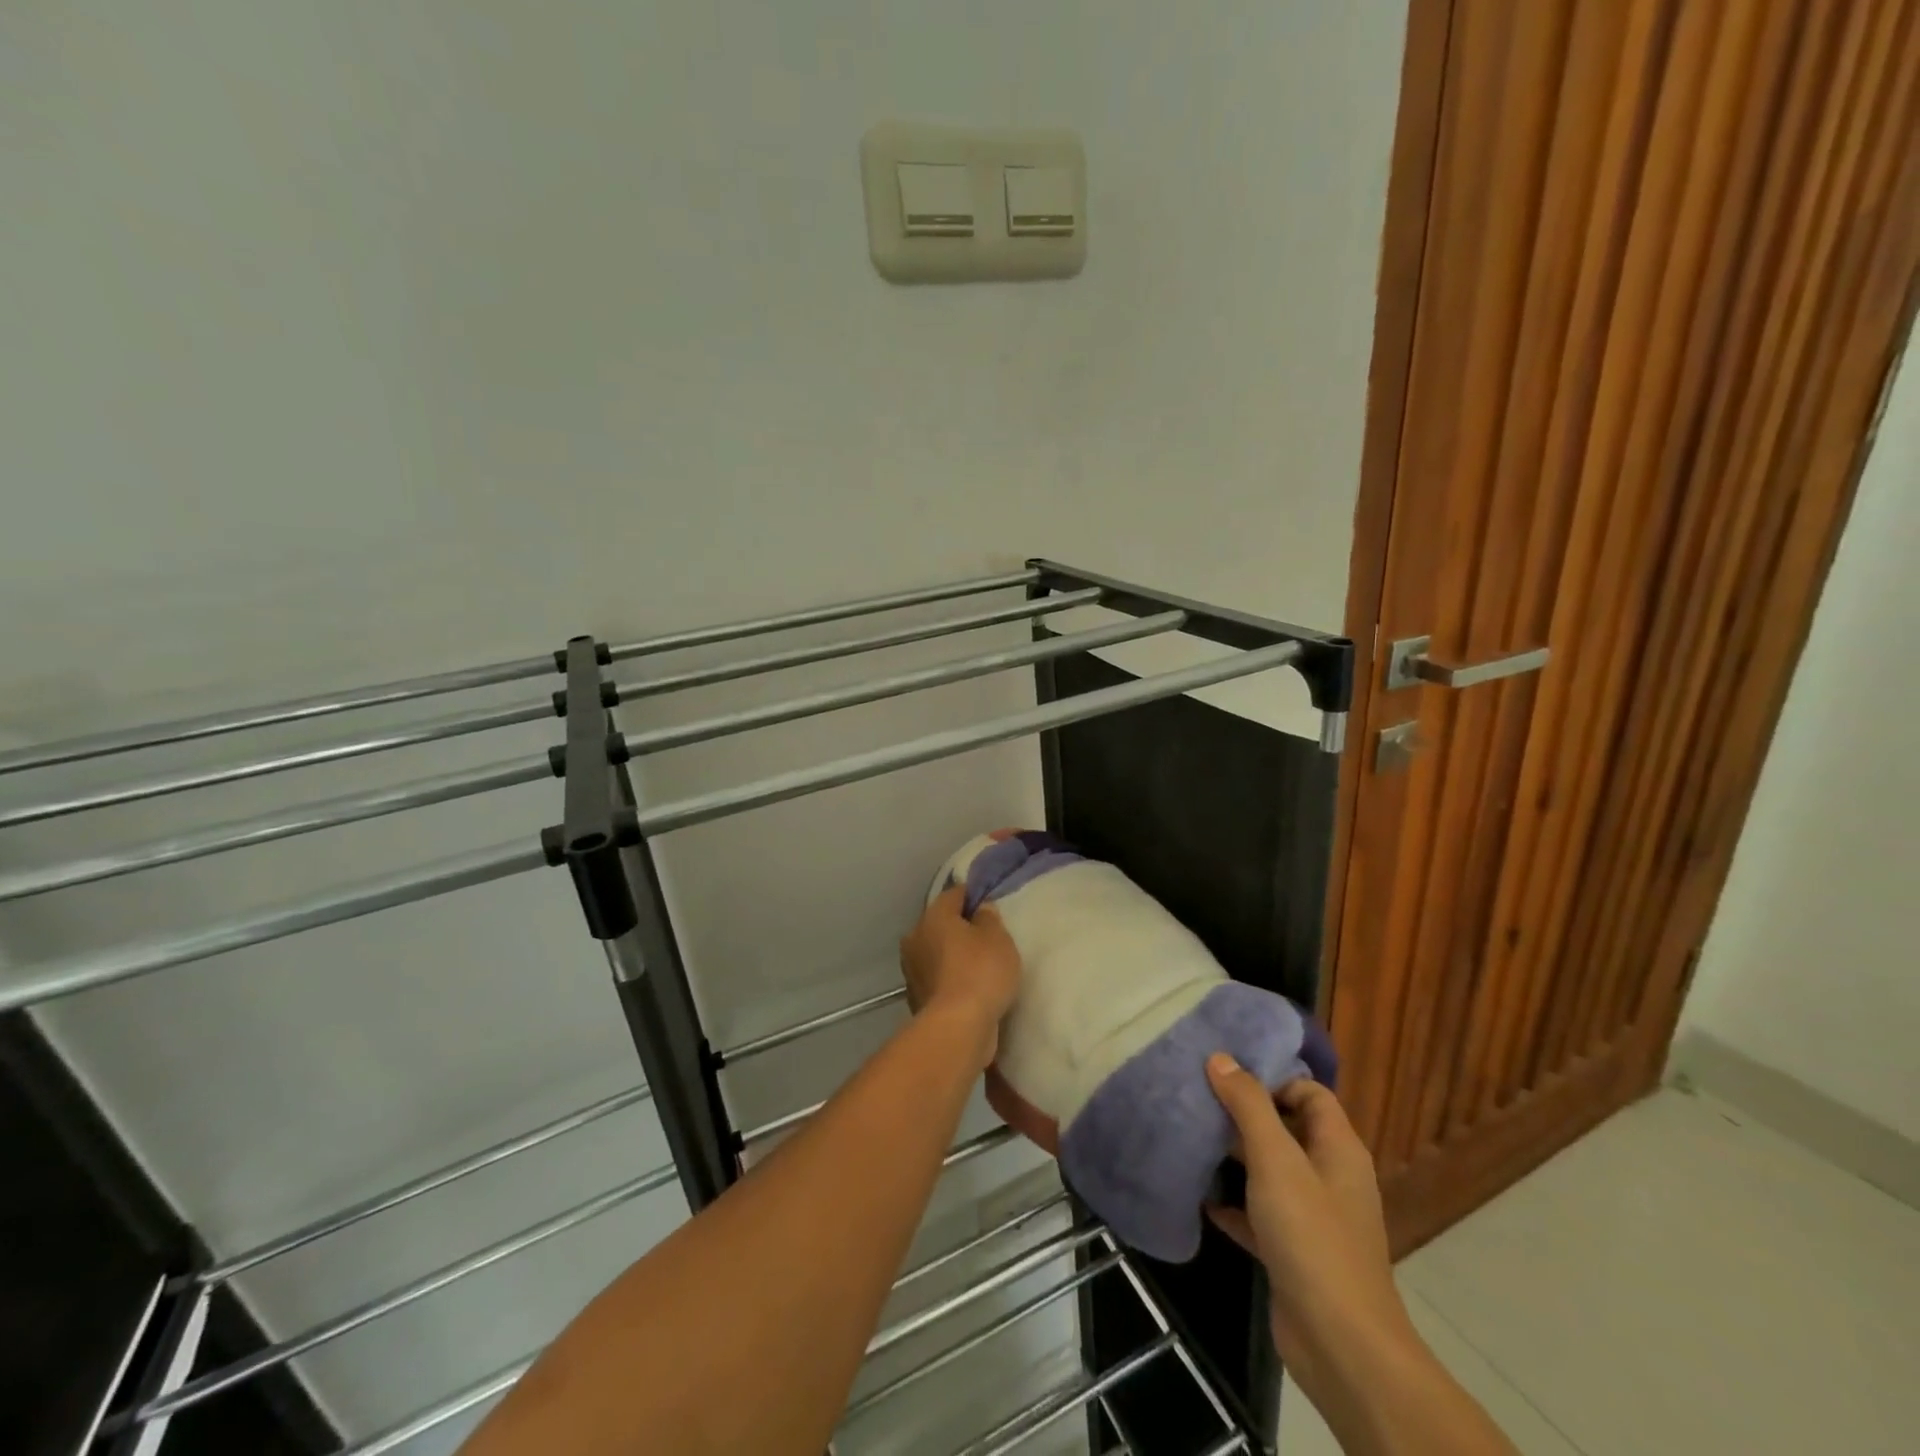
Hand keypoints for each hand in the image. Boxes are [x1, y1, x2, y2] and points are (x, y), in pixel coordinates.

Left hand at [899, 887, 1020, 1064]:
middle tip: (989, 939)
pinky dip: (951, 980)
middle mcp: (916, 937)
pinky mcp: (916, 997)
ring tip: (982, 967)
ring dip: (954, 956)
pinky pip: (939, 978)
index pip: (954, 894)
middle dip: (962, 928)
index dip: (974, 896)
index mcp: (933, 916)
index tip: (991, 906)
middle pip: (942, 924)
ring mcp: (912, 969)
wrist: (957, 1028)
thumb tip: (980, 910)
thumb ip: (989, 918)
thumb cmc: (980, 972)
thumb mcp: (998, 938)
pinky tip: (971, 989)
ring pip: (938, 952)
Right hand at [1204, 1057, 1411, 1387]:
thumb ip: (1248, 1106)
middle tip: (1197, 1100)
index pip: (1309, 1093)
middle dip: (1243, 1115)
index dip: (1272, 1079)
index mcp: (1338, 1148)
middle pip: (1286, 1128)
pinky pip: (1259, 1212)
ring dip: (1233, 1158)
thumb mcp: (1276, 1160)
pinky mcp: (1293, 1251)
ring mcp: (1313, 1216)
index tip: (1226, 1076)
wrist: (1340, 1345)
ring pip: (1269, 1171)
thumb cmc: (1312, 1237)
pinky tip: (1199, 1196)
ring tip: (1190, 1138)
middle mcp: (1330, 1176)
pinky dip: (1232, 1203)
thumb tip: (1221, 1058)